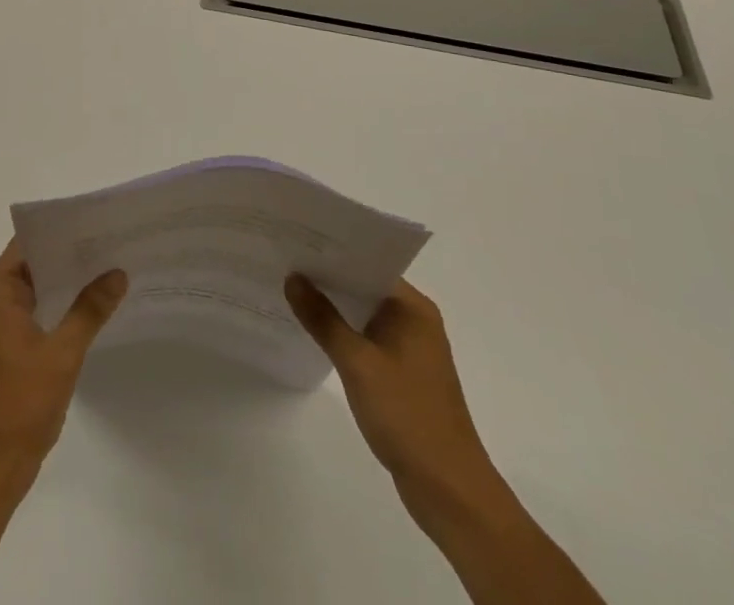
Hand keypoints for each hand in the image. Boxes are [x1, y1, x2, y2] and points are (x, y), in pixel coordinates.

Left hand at [0, 240, 126, 478]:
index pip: (26, 245)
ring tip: (107, 269)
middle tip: (110, 242)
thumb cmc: (19, 405)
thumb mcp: (62, 354)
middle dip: (68, 256)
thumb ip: (89, 310)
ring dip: (66, 284)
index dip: (57, 231)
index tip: (92, 221)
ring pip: (36, 292)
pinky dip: (59, 309)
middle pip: (32, 266)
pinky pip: (36, 316)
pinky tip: (91, 309)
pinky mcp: (7, 354)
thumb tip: (117, 273)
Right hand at [285, 275, 500, 517]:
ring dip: (334, 307)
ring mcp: (411, 349)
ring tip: (291, 291)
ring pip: (364, 314)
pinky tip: (314, 333)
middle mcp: (415, 321)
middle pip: (365, 287)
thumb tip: (293, 277)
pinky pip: (368, 339)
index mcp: (413, 308)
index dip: (333, 253)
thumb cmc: (407, 415)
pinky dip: (344, 334)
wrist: (448, 490)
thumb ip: (323, 318)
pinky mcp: (404, 375)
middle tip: (284, 262)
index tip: (297, 243)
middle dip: (328, 278)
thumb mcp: (357, 363)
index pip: (369, 264)